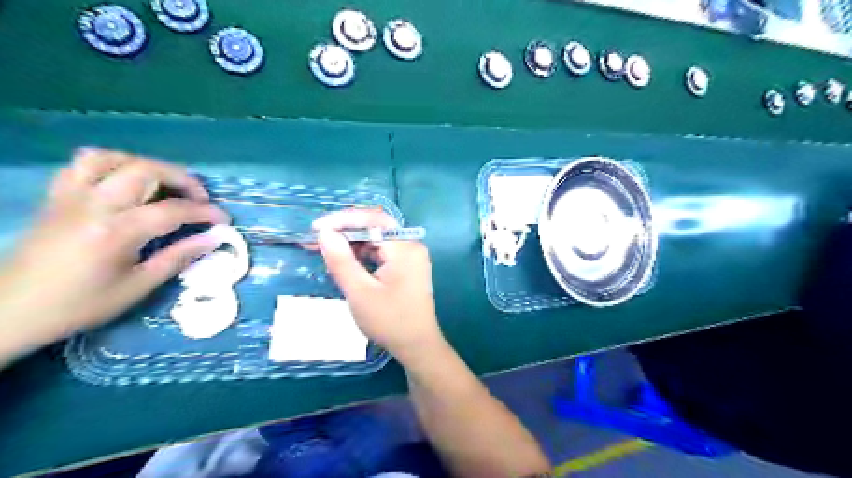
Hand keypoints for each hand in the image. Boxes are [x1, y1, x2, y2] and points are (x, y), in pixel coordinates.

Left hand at [0, 148, 228, 360]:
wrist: (11, 310)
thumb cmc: (80, 304)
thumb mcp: (138, 287)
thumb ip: (178, 257)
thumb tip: (213, 239)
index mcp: (115, 231)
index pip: (173, 210)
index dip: (205, 212)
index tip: (224, 220)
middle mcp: (93, 205)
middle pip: (145, 170)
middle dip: (182, 179)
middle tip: (199, 198)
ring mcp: (70, 196)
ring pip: (112, 158)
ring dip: (147, 165)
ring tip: (164, 184)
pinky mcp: (57, 197)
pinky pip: (82, 164)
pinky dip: (111, 164)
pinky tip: (125, 180)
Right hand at [313, 208, 446, 357]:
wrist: (417, 346)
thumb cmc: (390, 321)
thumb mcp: (359, 292)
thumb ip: (341, 260)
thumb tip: (324, 233)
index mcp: (405, 248)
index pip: (373, 219)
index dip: (343, 219)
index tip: (317, 228)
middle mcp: (411, 246)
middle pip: (376, 227)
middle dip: (345, 230)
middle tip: (317, 237)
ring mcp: (410, 257)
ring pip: (377, 239)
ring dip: (352, 242)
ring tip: (324, 248)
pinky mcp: (406, 267)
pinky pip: (382, 252)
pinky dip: (362, 254)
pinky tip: (344, 260)